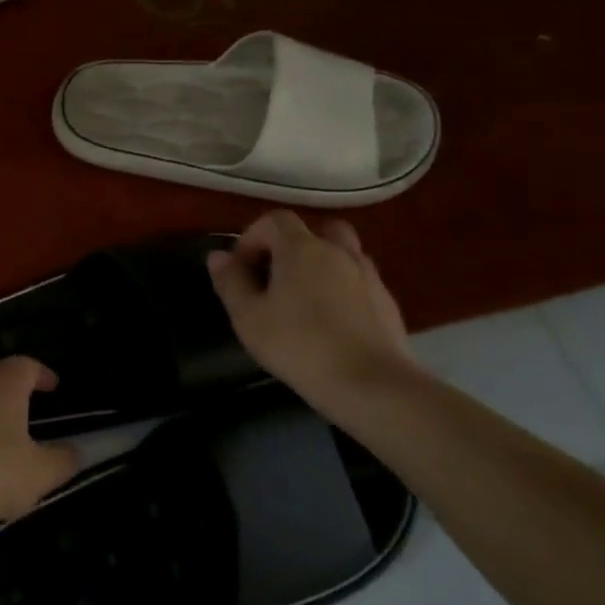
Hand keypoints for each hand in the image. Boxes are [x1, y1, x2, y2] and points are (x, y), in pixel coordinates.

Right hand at [207, 212, 418, 408]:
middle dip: (291, 246)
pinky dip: (341, 290)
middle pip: (315, 230)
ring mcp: (368, 276)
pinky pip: (358, 282)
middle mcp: (339, 252)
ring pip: (341, 255)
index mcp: (301, 248)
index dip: (251, 238)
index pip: (274, 220)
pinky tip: (330, 324)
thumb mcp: (248, 317)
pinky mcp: (387, 303)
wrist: (370, 384)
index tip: (240, 270)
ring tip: (303, 301)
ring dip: (320, 267)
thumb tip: (218, 256)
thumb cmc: (299, 345)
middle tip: (275, 278)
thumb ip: (231, 282)